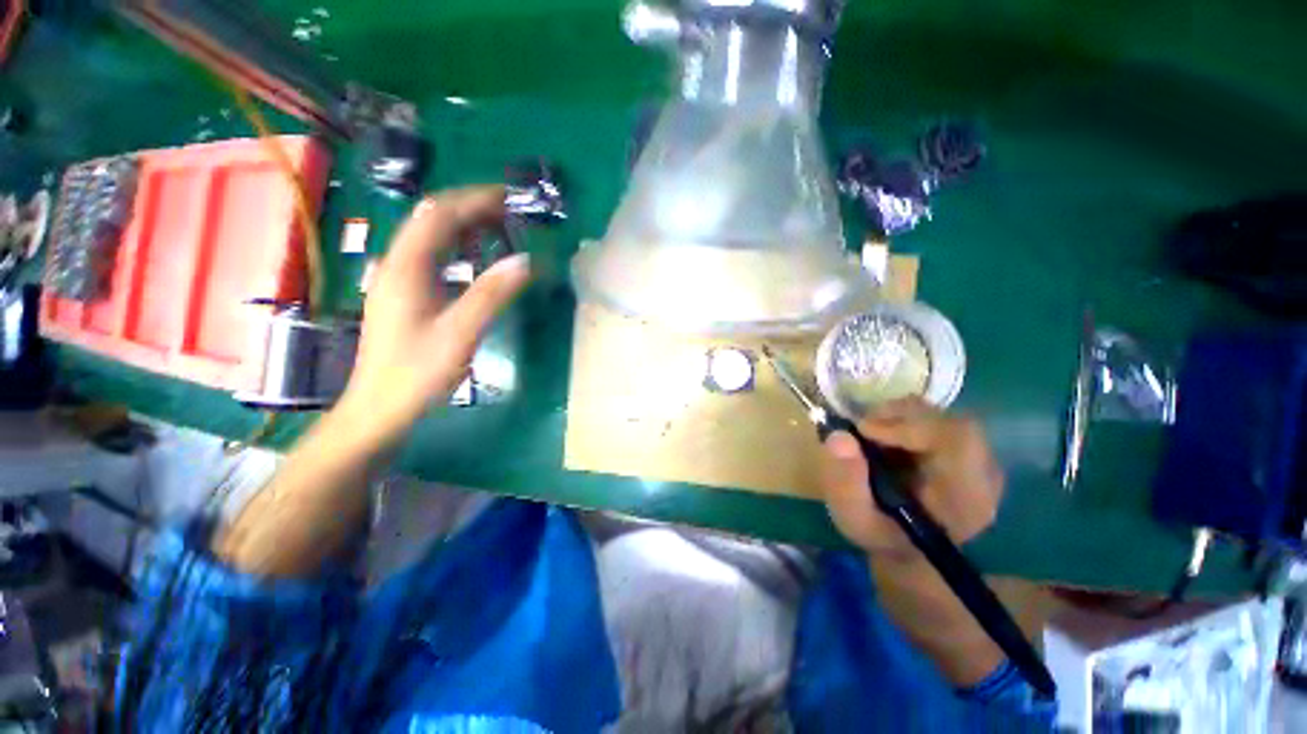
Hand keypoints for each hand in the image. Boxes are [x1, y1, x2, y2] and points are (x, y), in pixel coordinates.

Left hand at [341, 186, 530, 441]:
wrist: (379, 408)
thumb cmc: (417, 372)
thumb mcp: (460, 332)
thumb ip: (492, 294)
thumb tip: (525, 260)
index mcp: (407, 267)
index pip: (439, 214)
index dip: (474, 200)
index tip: (510, 199)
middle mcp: (398, 264)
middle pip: (433, 220)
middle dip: (472, 209)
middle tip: (513, 215)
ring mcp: (399, 279)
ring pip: (432, 238)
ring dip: (467, 228)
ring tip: (502, 232)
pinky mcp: (406, 295)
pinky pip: (434, 258)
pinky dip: (460, 250)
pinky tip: (479, 262)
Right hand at [820, 398, 1003, 564]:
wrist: (908, 548)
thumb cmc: (883, 537)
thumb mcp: (854, 520)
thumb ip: (845, 484)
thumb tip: (840, 437)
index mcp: (968, 498)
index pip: (959, 440)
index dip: (911, 426)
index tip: (864, 431)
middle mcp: (984, 473)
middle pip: (952, 422)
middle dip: (899, 417)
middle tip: (861, 429)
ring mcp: (978, 458)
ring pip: (941, 416)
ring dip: (898, 417)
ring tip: (869, 434)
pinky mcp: (963, 448)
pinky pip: (935, 419)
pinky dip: (902, 420)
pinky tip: (882, 437)